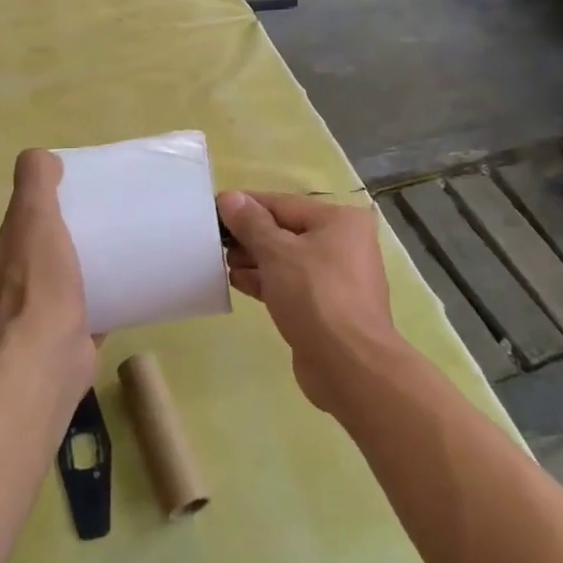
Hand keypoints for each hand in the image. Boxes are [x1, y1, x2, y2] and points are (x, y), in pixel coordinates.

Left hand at [0, 150, 93, 399]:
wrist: (48, 355)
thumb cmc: (36, 283)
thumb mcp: (34, 216)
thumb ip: (34, 181)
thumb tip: (39, 158)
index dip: (22, 233)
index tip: (54, 227)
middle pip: (15, 273)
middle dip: (41, 263)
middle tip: (79, 248)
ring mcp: (6, 338)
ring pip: (35, 304)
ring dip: (57, 293)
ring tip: (94, 275)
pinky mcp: (35, 359)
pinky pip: (57, 330)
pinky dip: (75, 319)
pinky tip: (103, 307)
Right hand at [216, 191, 402, 416]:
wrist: (349, 365)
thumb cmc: (315, 296)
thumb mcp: (277, 253)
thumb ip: (251, 223)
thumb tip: (229, 198)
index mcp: (340, 221)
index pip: (283, 204)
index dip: (246, 205)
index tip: (213, 209)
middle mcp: (344, 244)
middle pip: (286, 230)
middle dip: (250, 236)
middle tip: (214, 242)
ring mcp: (337, 278)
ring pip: (287, 260)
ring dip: (254, 260)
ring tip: (221, 262)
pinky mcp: (326, 307)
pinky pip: (291, 284)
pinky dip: (266, 281)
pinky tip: (237, 282)